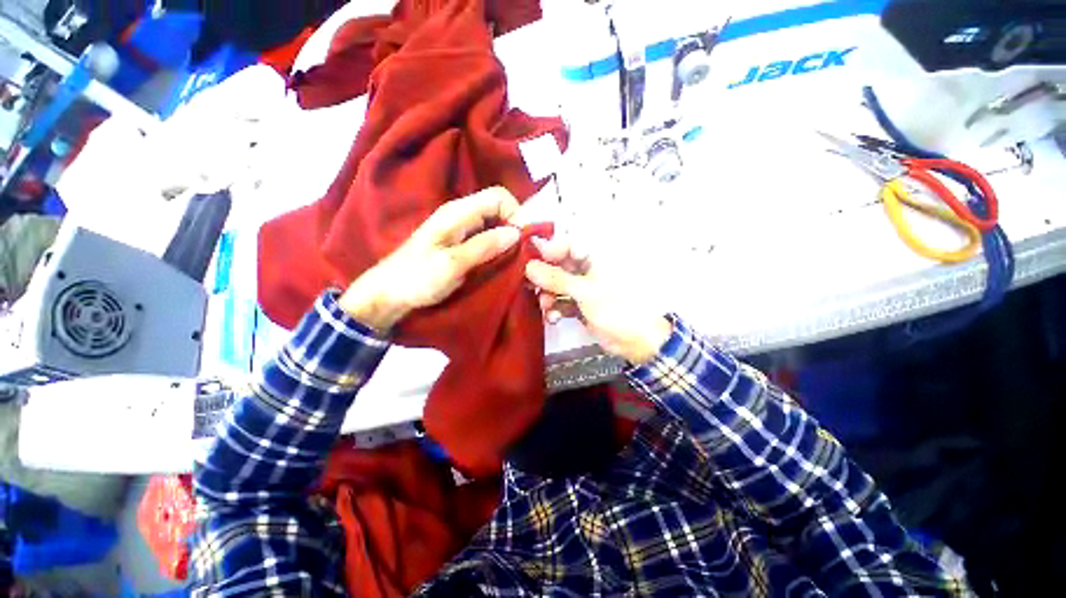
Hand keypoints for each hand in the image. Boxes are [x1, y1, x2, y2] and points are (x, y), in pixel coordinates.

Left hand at [339, 187, 521, 331]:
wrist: (391, 293)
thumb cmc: (417, 278)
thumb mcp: (452, 264)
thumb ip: (484, 246)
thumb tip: (517, 233)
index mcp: (458, 212)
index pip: (498, 196)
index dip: (516, 213)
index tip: (523, 240)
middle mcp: (462, 215)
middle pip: (499, 209)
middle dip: (516, 227)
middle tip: (523, 253)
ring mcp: (461, 229)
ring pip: (495, 224)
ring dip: (509, 239)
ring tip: (516, 260)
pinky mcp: (462, 243)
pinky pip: (488, 237)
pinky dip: (500, 247)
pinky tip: (503, 262)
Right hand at [525, 238, 671, 365]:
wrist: (636, 341)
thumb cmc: (616, 309)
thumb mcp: (585, 292)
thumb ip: (556, 279)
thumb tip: (529, 266)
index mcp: (595, 259)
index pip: (568, 245)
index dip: (549, 251)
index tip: (531, 262)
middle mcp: (587, 270)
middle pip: (558, 267)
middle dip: (544, 278)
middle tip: (531, 287)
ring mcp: (583, 289)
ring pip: (557, 286)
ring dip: (548, 296)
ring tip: (546, 307)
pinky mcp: (580, 306)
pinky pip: (561, 302)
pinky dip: (555, 309)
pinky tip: (554, 318)